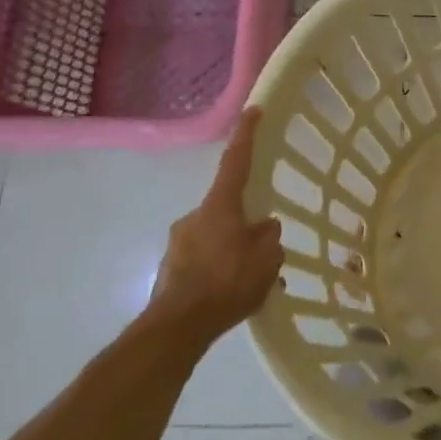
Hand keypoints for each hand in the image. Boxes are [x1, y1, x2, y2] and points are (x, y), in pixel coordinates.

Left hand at [147, 108, 283, 350]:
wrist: (176, 329)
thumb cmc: (226, 284)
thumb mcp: (266, 260)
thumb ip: (269, 237)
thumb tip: (264, 227)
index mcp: (220, 206)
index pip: (235, 161)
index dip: (246, 134)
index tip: (252, 110)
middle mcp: (195, 216)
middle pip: (227, 207)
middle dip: (244, 222)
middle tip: (262, 248)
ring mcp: (178, 242)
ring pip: (215, 236)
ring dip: (231, 250)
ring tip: (248, 281)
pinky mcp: (170, 268)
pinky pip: (203, 259)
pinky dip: (217, 269)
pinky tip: (229, 294)